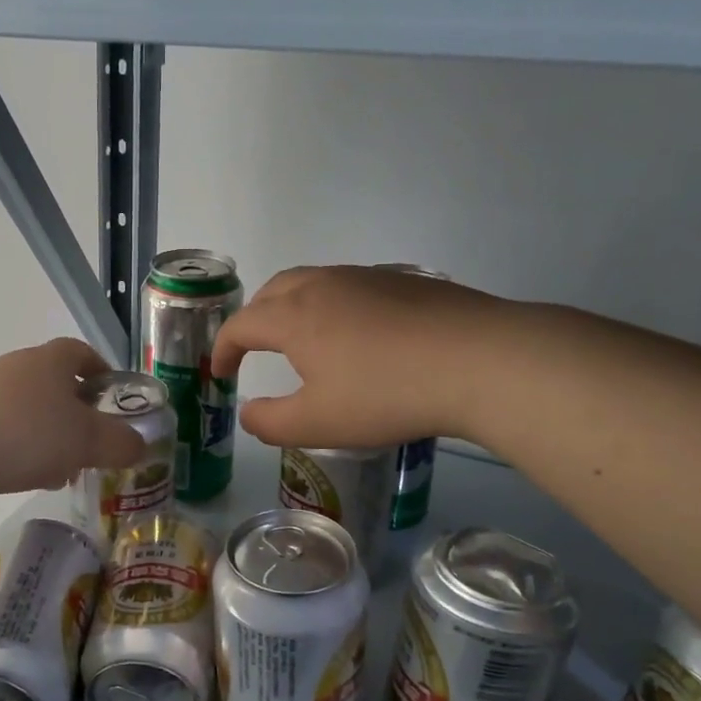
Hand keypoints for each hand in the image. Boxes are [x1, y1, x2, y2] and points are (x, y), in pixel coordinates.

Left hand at [0, 338, 146, 497]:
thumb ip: (120, 442)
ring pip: (31, 410)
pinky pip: (7, 430)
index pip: (80, 352)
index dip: (101, 370)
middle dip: (78, 413)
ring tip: (64, 469)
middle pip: (56, 383)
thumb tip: (139, 445)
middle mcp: (16, 368)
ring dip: (51, 435)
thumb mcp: (88, 441)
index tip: (114, 395)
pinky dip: (24, 448)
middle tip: (93, 441)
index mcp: (49, 361)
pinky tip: (30, 477)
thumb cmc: (30, 435)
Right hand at [212, 266, 501, 449]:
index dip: (223, 349)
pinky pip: (352, 286)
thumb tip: (248, 412)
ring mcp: (368, 277)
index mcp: (294, 316)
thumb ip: (270, 422)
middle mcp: (324, 285)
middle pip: (273, 291)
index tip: (221, 373)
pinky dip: (335, 305)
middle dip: (255, 319)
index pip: (241, 324)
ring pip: (314, 282)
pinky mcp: (406, 281)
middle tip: (255, 348)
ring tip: (304, 339)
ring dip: (294, 307)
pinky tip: (359, 334)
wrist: (479, 360)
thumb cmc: (385, 395)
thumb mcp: (317, 423)